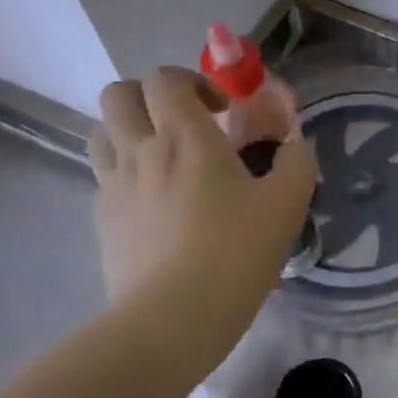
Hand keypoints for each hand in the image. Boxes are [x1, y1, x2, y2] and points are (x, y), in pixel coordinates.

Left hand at [90, 67, 314, 354]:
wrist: (172, 319)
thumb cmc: (235, 252)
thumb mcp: (288, 203)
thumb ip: (296, 160)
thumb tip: (294, 142)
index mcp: (184, 136)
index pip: (164, 78)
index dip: (192, 81)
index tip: (222, 110)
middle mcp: (140, 150)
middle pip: (118, 94)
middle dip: (150, 96)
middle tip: (186, 122)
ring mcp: (113, 186)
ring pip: (102, 131)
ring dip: (130, 130)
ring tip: (166, 156)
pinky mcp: (101, 220)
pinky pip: (104, 175)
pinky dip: (126, 171)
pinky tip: (156, 201)